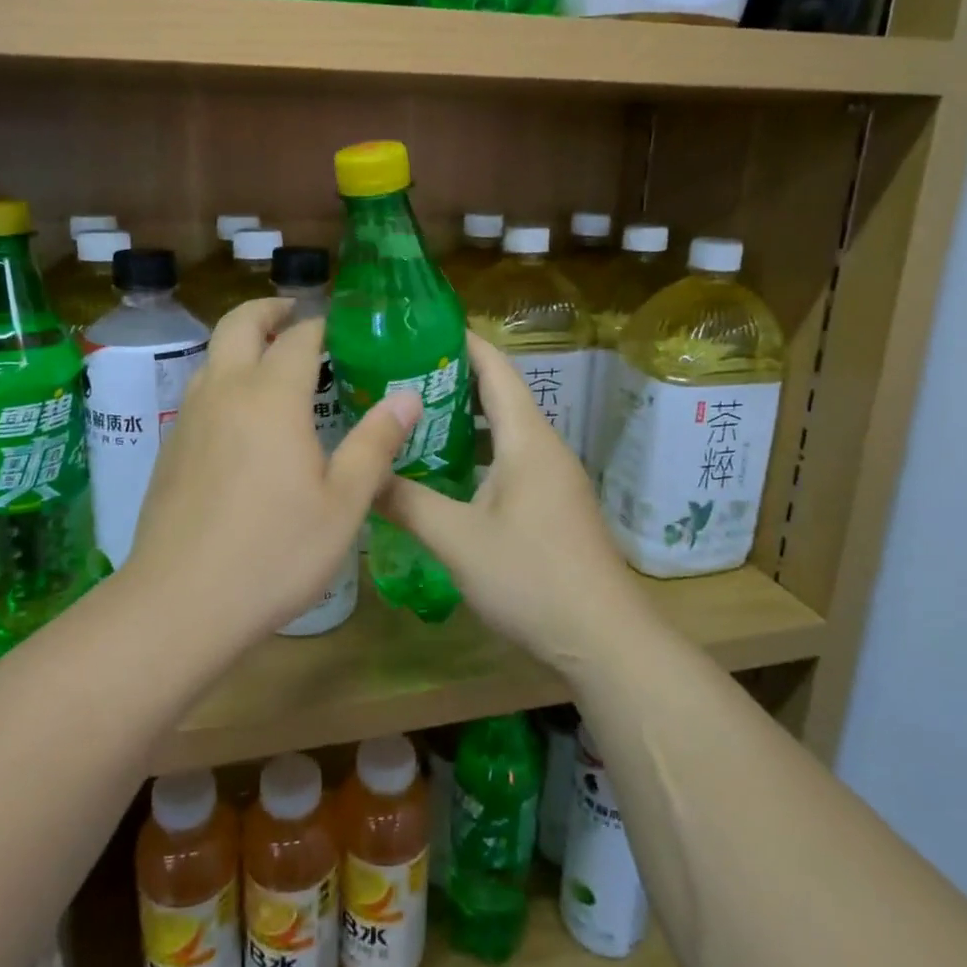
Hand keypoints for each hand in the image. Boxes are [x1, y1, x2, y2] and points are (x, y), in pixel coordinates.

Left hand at [122, 300, 420, 633]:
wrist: (180, 602)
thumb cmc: (276, 552)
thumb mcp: (343, 503)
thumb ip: (375, 443)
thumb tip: (408, 396)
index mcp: (271, 396)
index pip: (299, 336)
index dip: (323, 324)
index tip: (344, 325)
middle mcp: (225, 392)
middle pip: (239, 325)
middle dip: (268, 310)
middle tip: (297, 315)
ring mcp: (189, 418)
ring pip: (212, 356)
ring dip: (242, 344)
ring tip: (274, 363)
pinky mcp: (170, 448)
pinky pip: (199, 392)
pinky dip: (224, 379)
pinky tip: (244, 420)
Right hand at [377, 332, 646, 660]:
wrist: (604, 639)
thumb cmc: (532, 578)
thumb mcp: (458, 540)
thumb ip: (407, 502)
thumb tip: (362, 475)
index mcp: (527, 439)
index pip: (495, 368)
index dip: (461, 341)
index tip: (418, 327)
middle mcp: (544, 447)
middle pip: (499, 394)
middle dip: (451, 378)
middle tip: (397, 374)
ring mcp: (553, 478)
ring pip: (503, 431)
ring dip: (462, 419)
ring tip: (411, 416)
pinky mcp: (552, 505)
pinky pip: (509, 459)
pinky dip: (476, 452)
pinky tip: (444, 472)